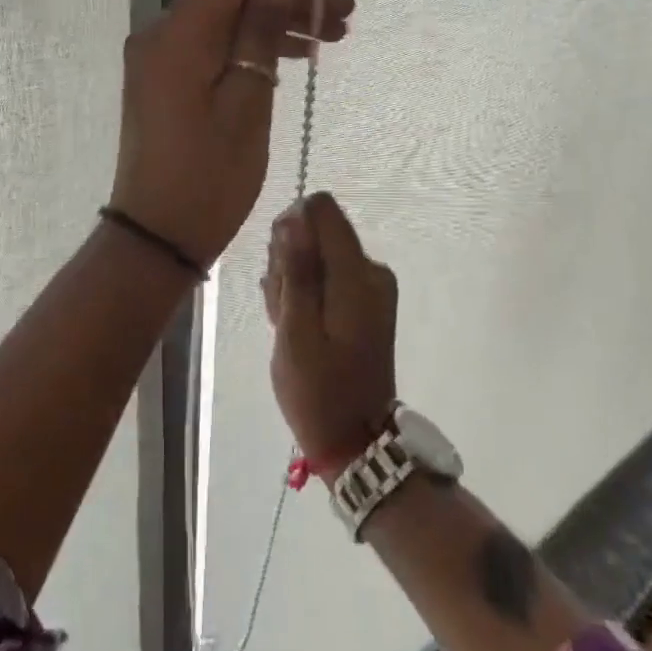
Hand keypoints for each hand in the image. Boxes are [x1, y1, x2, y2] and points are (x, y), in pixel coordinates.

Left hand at [108, 0, 353, 267]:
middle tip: (346, 14)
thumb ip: (260, 31)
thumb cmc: (209, 178)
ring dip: (276, 22)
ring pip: (226, 21)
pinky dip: (253, 47)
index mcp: (177, 34)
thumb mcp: (246, 102)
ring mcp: (160, 59)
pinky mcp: (166, 81)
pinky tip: (293, 59)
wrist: (158, 236)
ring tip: (333, 37)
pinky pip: (215, 46)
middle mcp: (161, 35)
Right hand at [263, 192, 397, 473]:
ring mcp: (371, 286)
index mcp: (358, 275)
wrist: (355, 440)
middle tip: (283, 309)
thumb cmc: (319, 390)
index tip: (280, 269)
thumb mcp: (296, 332)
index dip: (291, 228)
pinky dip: (306, 295)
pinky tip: (298, 327)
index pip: (322, 209)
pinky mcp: (365, 300)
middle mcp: (371, 270)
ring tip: (289, 324)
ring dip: (294, 281)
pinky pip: (326, 275)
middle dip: (289, 260)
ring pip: (317, 254)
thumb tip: (294, 217)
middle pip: (316, 231)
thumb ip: (296, 270)